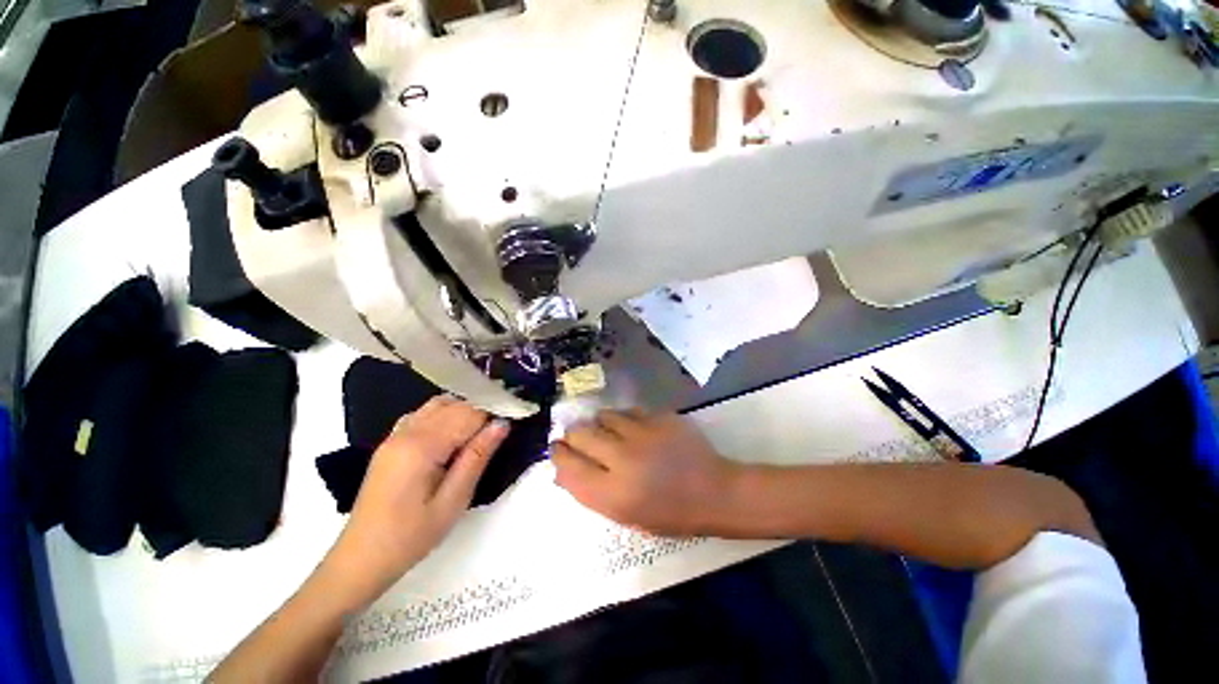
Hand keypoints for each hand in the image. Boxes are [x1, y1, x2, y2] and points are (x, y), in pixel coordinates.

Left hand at [323, 396, 509, 604]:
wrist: (360, 560)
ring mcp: (395, 436)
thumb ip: (478, 457)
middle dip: (481, 410)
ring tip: (480, 432)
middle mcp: (407, 432)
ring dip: (462, 411)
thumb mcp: (453, 501)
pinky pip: (422, 415)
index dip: (494, 413)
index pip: (468, 414)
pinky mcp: (390, 444)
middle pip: (453, 405)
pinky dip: (443, 415)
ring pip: (437, 405)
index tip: (515, 418)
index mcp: (422, 447)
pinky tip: (452, 434)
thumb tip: (502, 424)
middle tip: (501, 429)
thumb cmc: (411, 537)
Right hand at [551, 409, 740, 535]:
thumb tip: (563, 471)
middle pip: (579, 434)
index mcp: (613, 494)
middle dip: (574, 435)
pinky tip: (635, 429)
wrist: (714, 491)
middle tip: (580, 439)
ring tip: (610, 433)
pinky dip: (624, 419)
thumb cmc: (670, 514)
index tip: (558, 449)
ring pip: (602, 416)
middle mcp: (623, 459)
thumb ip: (591, 493)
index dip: (558, 455)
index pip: (568, 466)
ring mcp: (643, 434)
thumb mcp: (625, 516)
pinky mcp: (659, 417)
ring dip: (600, 424)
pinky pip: (628, 411)